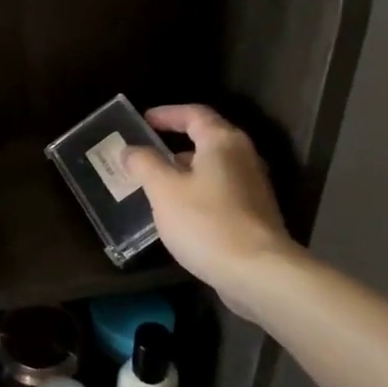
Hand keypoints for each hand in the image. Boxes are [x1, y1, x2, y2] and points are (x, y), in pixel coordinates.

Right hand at [122, 104, 292, 297]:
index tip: (143, 120)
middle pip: (207, 139)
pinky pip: (220, 191)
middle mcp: (243, 157)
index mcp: (223, 142)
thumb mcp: (164, 190)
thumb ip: (144, 164)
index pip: (194, 114)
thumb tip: (130, 150)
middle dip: (175, 144)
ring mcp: (253, 187)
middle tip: (146, 152)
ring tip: (156, 183)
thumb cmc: (206, 222)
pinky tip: (178, 212)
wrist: (258, 273)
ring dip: (185, 171)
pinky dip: (197, 191)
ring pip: (213, 168)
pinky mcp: (254, 215)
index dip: (167, 114)